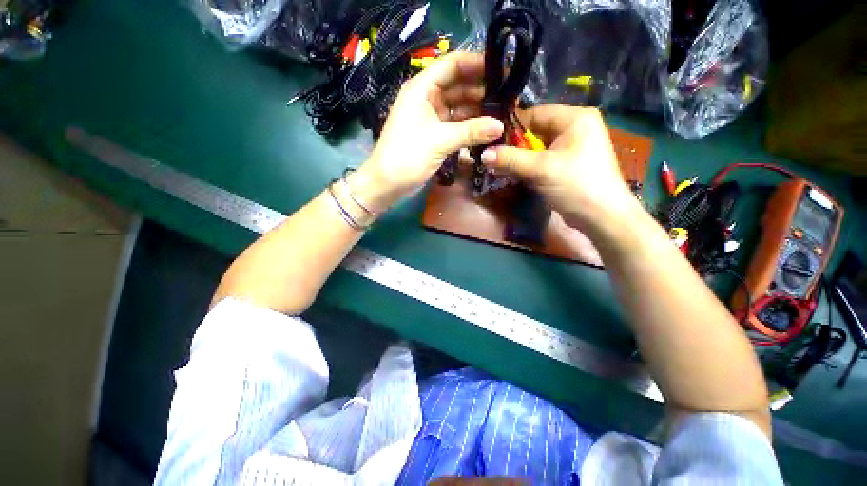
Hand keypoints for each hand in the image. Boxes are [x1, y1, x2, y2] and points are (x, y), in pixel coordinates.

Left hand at [352, 51, 503, 211]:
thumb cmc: (407, 156)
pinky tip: (488, 129)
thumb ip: (470, 131)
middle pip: (459, 85)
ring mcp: (432, 117)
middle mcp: (427, 98)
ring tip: (504, 112)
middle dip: (482, 90)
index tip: (503, 69)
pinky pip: (456, 125)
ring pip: (459, 107)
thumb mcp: (439, 140)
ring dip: (478, 110)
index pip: (453, 65)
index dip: (477, 63)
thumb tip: (500, 126)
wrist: (388, 183)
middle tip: (509, 95)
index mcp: (422, 88)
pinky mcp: (435, 135)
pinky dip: (470, 127)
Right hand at [480, 105, 639, 233]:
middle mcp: (575, 128)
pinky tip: (515, 176)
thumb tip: (483, 154)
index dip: (512, 127)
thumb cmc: (576, 185)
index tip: (491, 142)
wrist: (602, 217)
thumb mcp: (540, 170)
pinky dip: (529, 167)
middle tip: (494, 159)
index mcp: (575, 119)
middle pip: (536, 131)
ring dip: (520, 159)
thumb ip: (510, 159)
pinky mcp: (568, 164)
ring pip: (538, 148)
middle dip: (514, 147)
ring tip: (500, 169)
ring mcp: (572, 147)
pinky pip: (543, 160)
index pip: (535, 114)